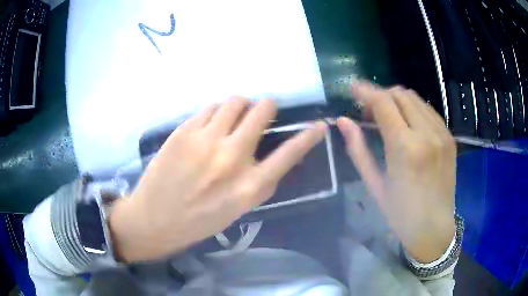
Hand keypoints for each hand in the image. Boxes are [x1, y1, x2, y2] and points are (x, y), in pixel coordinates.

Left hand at [109, 98, 326, 261]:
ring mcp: (205, 141)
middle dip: (267, 108)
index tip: (320, 125)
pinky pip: (210, 107)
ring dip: (240, 107)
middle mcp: (231, 158)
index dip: (309, 137)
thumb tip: (276, 155)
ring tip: (232, 119)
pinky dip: (216, 112)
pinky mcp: (184, 131)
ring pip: (235, 101)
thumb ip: (261, 182)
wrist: (155, 218)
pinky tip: (210, 126)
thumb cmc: (200, 220)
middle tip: (262, 113)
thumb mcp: (239, 209)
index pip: (290, 153)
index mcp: (249, 186)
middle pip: (262, 111)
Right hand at [337, 82, 455, 262]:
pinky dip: (413, 108)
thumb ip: (358, 149)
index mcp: (405, 148)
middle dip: (381, 94)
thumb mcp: (374, 185)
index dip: (365, 91)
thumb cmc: (401, 214)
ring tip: (386, 115)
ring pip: (415, 98)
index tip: (353, 88)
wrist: (434, 228)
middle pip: (400, 94)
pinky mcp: (449, 137)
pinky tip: (407, 123)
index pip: (383, 102)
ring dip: (397, 99)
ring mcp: (441, 134)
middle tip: (368, 109)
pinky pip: (428, 110)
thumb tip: (343, 121)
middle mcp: (426, 134)